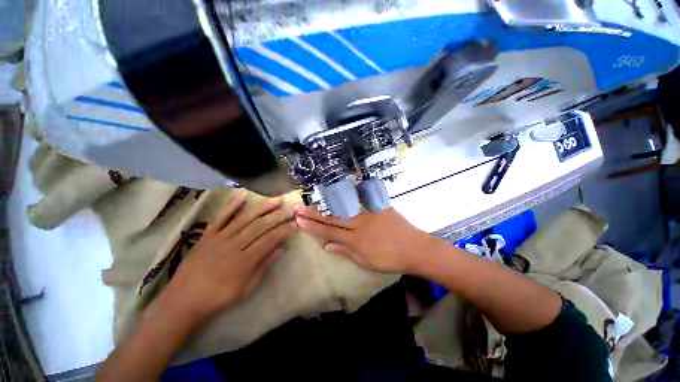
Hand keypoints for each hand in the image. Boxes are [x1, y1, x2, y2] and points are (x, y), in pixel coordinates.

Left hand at [163, 195, 296, 320]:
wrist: (183, 299)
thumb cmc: (219, 296)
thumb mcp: (246, 288)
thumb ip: (264, 266)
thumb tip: (281, 249)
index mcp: (244, 260)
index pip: (269, 240)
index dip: (283, 231)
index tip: (294, 224)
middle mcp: (233, 245)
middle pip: (260, 226)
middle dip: (278, 216)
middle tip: (290, 209)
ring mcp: (220, 238)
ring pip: (245, 218)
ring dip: (262, 208)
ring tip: (275, 200)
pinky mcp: (207, 235)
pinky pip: (221, 218)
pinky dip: (231, 206)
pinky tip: (242, 196)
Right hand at [295, 206, 433, 273]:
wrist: (415, 248)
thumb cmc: (390, 260)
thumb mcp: (366, 262)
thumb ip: (345, 252)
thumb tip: (326, 246)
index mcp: (355, 240)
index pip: (329, 232)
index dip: (313, 226)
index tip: (299, 221)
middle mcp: (359, 224)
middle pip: (333, 218)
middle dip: (314, 214)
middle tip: (300, 208)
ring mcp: (369, 213)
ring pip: (343, 208)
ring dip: (327, 205)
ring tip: (313, 202)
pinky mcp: (379, 206)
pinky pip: (361, 200)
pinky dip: (348, 197)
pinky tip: (338, 192)